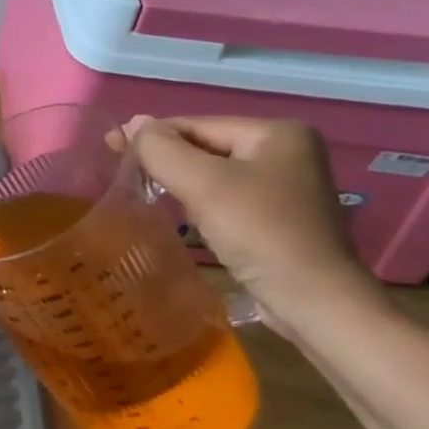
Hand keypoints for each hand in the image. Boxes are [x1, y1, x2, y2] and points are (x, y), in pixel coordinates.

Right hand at [120, 116, 381, 334]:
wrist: (316, 305)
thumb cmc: (260, 232)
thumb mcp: (202, 184)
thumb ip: (161, 149)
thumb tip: (132, 124)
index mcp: (277, 133)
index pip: (198, 124)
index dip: (153, 136)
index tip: (111, 149)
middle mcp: (288, 152)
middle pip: (207, 148)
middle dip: (169, 162)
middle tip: (127, 176)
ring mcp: (289, 188)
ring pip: (216, 175)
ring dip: (183, 186)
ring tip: (150, 197)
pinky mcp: (283, 220)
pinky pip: (229, 200)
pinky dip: (203, 206)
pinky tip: (188, 220)